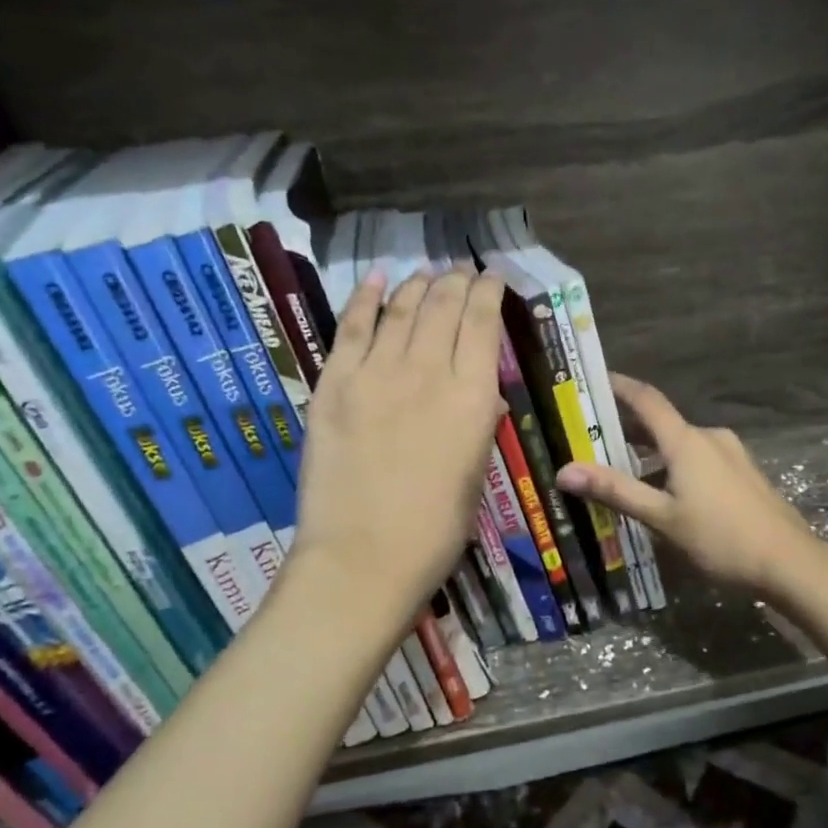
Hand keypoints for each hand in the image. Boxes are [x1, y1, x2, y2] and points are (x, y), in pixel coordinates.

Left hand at [290, 266, 507, 622]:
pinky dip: (366, 299)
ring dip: (417, 285)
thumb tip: (478, 391)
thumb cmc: (434, 530)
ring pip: (401, 310)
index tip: (493, 278)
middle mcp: (427, 372)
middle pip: (443, 307)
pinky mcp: (334, 385)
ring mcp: (375, 374)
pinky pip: (351, 328)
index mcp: (471, 397)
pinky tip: (378, 279)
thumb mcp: (475, 473)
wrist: (363, 558)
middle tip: (461, 269)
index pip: (483, 324)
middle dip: (455, 281)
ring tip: (427, 271)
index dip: (489, 293)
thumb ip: (477, 423)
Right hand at [556, 374, 826, 599]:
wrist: (789, 562)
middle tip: (594, 437)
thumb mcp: (662, 518)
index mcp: (687, 441)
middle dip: (629, 429)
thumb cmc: (720, 538)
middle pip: (662, 424)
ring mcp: (732, 454)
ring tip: (624, 472)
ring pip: (682, 445)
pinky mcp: (744, 473)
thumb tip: (565, 470)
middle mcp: (710, 438)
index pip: (647, 400)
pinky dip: (676, 466)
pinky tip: (666, 493)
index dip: (620, 386)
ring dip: (652, 453)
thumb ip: (615, 491)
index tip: (594, 379)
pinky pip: (700, 460)